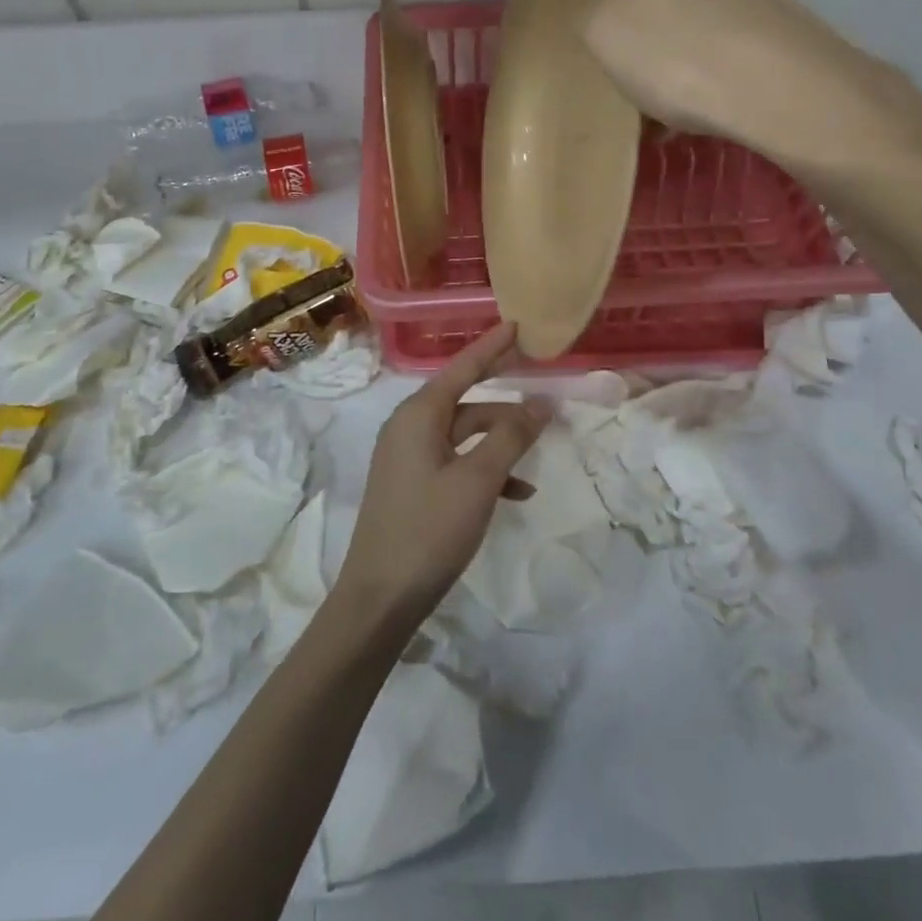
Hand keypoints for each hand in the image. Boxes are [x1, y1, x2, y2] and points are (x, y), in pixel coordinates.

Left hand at [334, 323, 550, 633]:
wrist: (380, 597)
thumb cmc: (429, 529)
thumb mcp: (478, 480)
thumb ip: (511, 436)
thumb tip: (540, 403)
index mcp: (418, 415)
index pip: (462, 368)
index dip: (491, 346)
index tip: (516, 324)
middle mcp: (409, 427)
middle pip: (465, 400)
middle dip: (504, 400)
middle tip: (540, 386)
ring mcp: (408, 458)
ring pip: (464, 435)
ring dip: (500, 442)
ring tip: (538, 451)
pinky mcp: (412, 485)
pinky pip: (455, 463)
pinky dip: (485, 470)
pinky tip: (517, 492)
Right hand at [568, 0, 921, 186]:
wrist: (790, 92)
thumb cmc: (682, 54)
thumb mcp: (607, 35)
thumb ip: (587, 11)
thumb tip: (594, 2)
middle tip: (602, 0)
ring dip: (661, 13)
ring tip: (644, 61)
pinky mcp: (769, 13)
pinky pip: (714, 23)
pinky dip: (692, 47)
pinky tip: (685, 98)